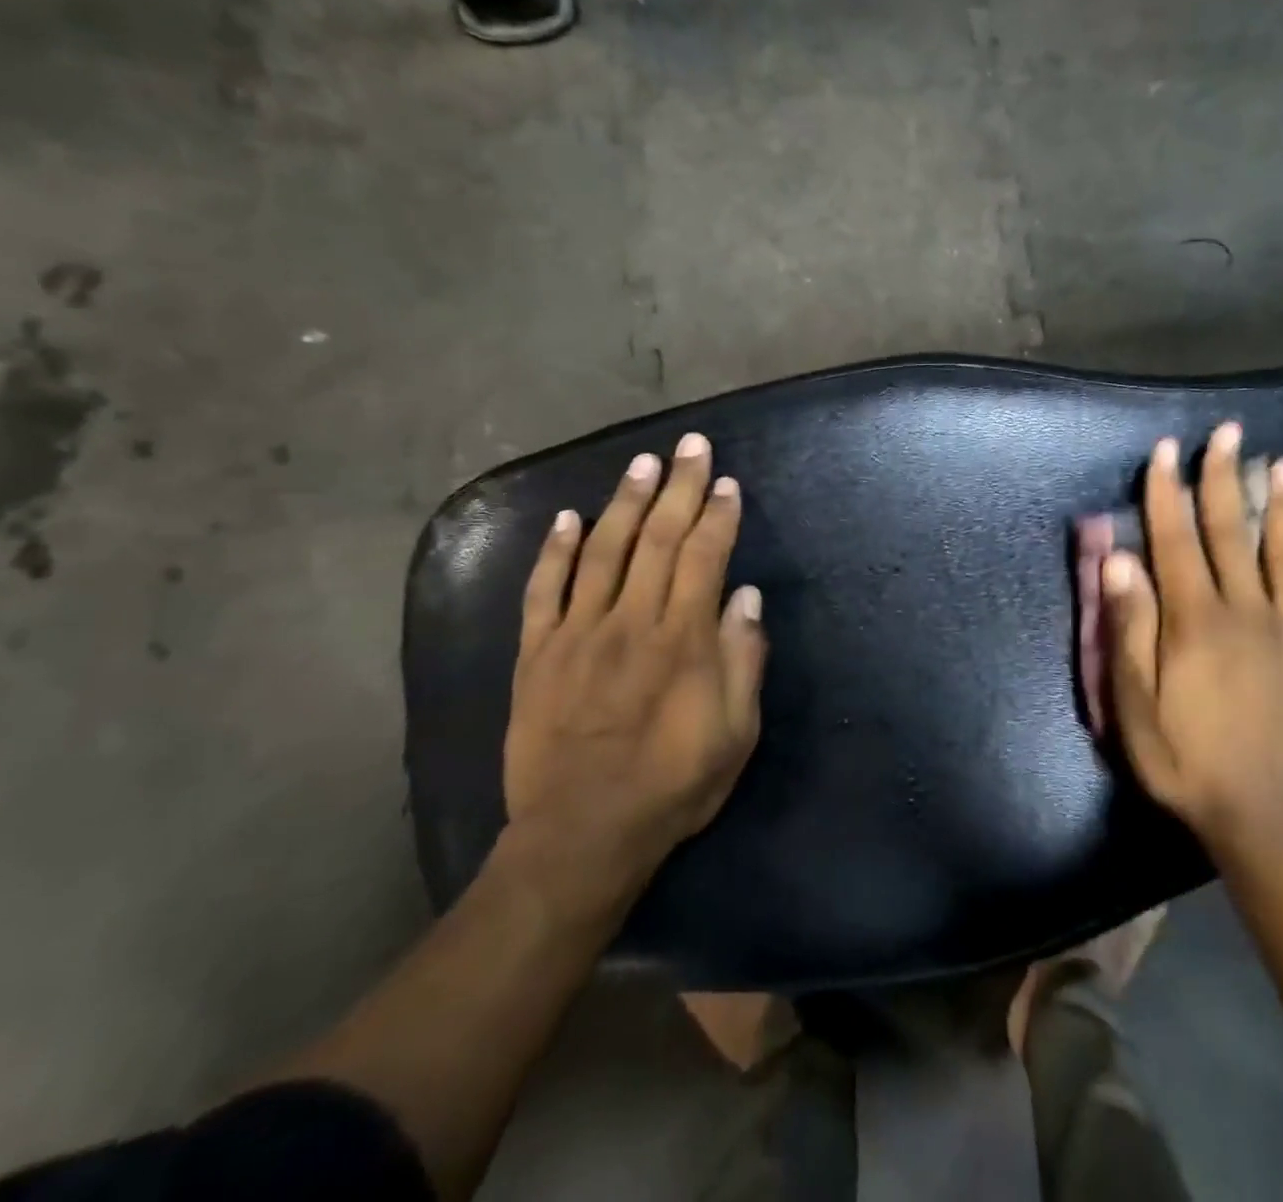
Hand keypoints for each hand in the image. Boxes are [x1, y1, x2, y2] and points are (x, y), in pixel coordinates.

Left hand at [501, 433, 765, 915]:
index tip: (727, 482)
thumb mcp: (735, 735)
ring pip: (603, 551)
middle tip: (691, 446)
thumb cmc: (671, 786)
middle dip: (679, 487)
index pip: (704, 558)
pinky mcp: (537, 653)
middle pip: (659, 539)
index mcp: (682, 641)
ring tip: (642, 463)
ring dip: (625, 502)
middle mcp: (630, 622)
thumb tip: (745, 597)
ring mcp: (578, 633)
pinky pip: (543, 591)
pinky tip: (567, 517)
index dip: (717, 515)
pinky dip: (554, 550)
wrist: (580, 836)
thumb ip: (743, 661)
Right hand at [1102, 423, 1282, 852]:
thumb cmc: (1184, 757)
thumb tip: (1119, 561)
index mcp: (1194, 620)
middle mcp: (1244, 611)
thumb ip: (1129, 628)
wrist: (1266, 814)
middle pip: (1231, 532)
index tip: (1166, 450)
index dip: (1167, 492)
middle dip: (1225, 478)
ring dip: (1280, 504)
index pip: (1176, 540)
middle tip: (1228, 432)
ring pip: (1282, 553)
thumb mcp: (1134, 702)